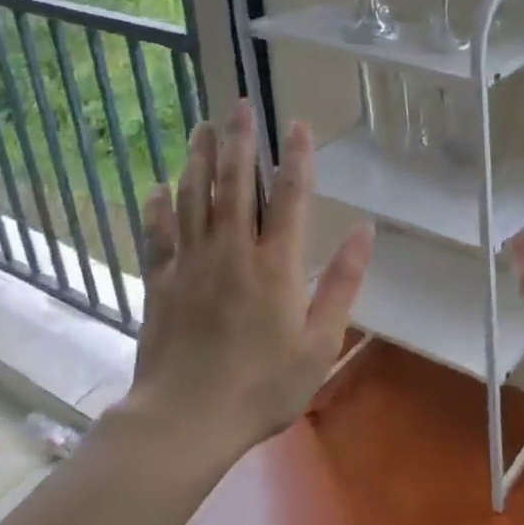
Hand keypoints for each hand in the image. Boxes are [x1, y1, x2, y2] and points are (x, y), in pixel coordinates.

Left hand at [129, 100, 373, 450]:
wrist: (187, 420)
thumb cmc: (264, 386)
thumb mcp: (321, 342)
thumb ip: (343, 283)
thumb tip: (365, 231)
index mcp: (276, 265)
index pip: (290, 197)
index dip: (295, 157)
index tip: (296, 123)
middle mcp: (232, 252)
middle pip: (235, 184)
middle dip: (239, 141)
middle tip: (237, 104)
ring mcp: (191, 264)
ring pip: (194, 199)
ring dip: (199, 160)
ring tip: (201, 128)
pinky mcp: (160, 283)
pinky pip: (158, 235)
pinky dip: (159, 208)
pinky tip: (158, 187)